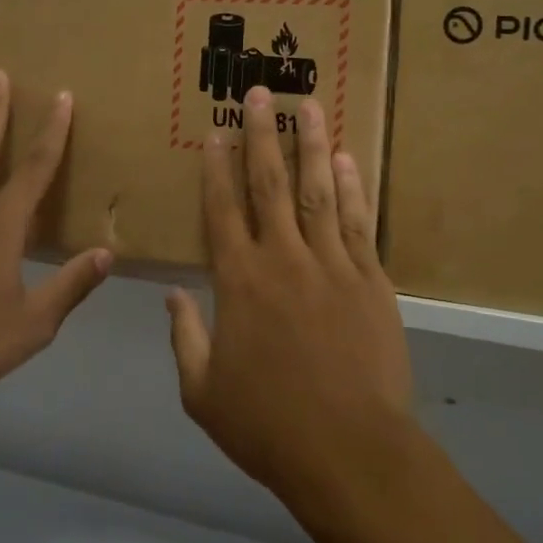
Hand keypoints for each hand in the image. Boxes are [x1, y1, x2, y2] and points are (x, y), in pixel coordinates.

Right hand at [167, 86, 415, 517]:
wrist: (349, 450)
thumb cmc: (268, 425)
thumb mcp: (203, 392)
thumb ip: (184, 338)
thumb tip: (172, 297)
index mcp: (239, 282)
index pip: (222, 209)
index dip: (217, 167)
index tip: (217, 130)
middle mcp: (283, 259)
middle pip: (270, 183)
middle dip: (262, 134)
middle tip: (262, 92)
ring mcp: (332, 264)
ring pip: (318, 190)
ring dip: (311, 144)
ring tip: (309, 104)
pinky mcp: (370, 279)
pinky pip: (357, 222)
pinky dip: (351, 187)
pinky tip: (345, 158)